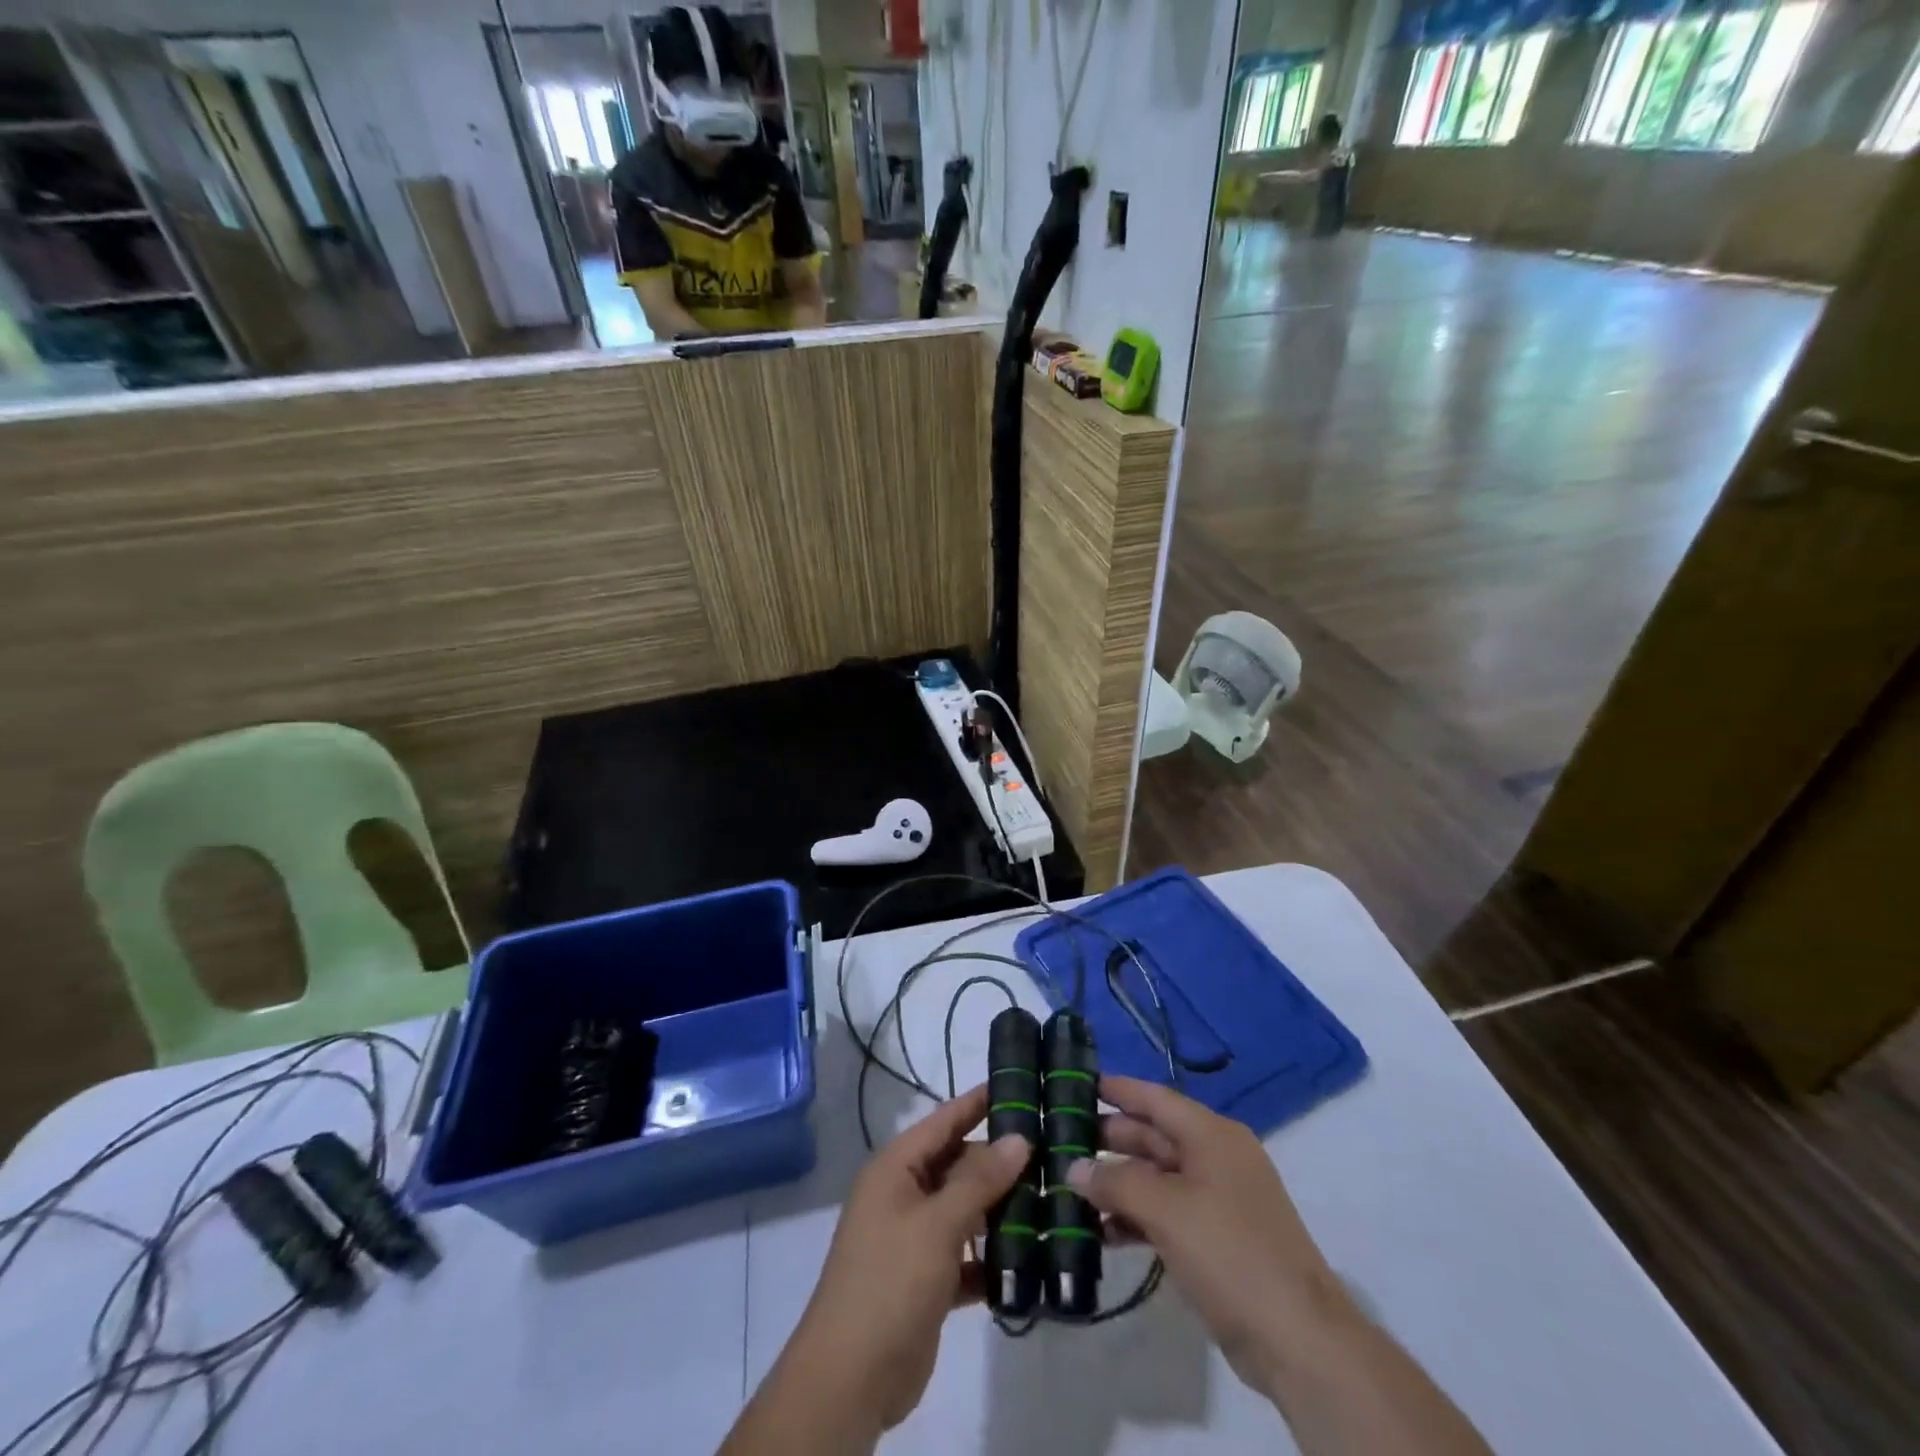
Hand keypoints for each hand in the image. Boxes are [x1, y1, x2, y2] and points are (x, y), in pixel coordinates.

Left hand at [788, 1086, 1028, 1431]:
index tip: (1018, 1085)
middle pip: (957, 1165)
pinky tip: (1028, 1260)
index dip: (977, 1103)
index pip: (943, 1122)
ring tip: (1050, 1201)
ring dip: (999, 1211)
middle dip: (998, 1162)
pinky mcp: (926, 1280)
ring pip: (964, 1211)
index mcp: (895, 1169)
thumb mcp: (937, 1224)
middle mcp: (903, 1195)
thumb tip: (1018, 1139)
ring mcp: (913, 1239)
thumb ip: (979, 1181)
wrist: (850, 1379)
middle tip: (1050, 1153)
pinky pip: (965, 1255)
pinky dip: (990, 1257)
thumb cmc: (890, 1281)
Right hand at [1066, 1075, 1350, 1398]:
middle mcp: (1215, 1158)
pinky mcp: (1216, 1240)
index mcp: (1211, 1135)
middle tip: (1061, 1139)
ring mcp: (1218, 1200)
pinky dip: (1135, 1218)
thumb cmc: (1230, 1252)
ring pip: (1156, 1177)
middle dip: (1109, 1139)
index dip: (1117, 1089)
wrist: (1298, 1340)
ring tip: (1070, 1188)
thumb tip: (1074, 1168)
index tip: (1076, 1083)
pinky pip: (1166, 1213)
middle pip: (1153, 1136)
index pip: (1155, 1098)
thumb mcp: (1166, 1210)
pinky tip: (1101, 1233)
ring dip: (1118, 1183)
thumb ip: (1116, 1182)